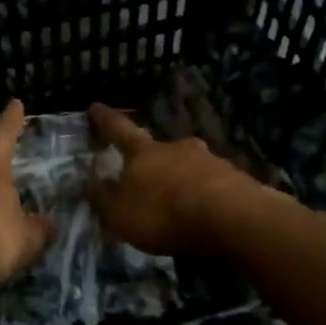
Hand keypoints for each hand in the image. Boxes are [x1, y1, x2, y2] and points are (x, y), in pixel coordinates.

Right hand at [88, 102, 258, 256]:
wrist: (232, 218)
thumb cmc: (164, 212)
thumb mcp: (120, 213)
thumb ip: (103, 197)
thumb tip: (91, 183)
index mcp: (143, 152)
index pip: (119, 129)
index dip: (105, 119)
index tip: (95, 106)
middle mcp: (175, 147)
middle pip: (158, 146)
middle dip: (150, 156)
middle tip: (144, 168)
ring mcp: (208, 160)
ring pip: (188, 163)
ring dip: (180, 175)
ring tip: (177, 197)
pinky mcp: (235, 179)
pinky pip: (211, 182)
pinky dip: (204, 192)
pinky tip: (204, 209)